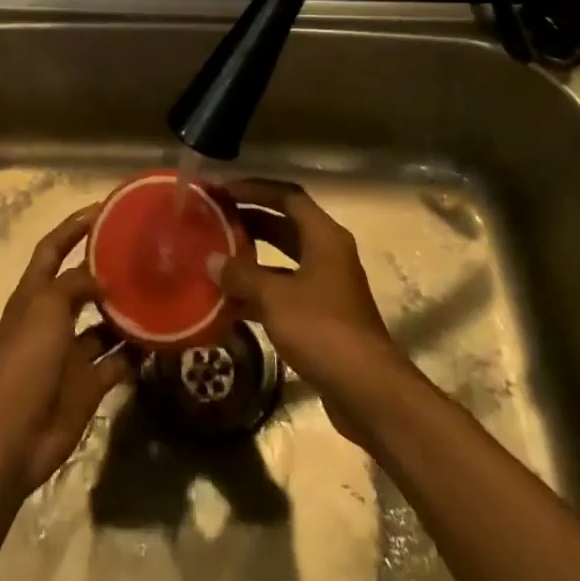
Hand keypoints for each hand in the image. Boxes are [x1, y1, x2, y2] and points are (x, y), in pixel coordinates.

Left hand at [0, 205, 131, 498]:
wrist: (14, 434)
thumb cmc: (26, 359)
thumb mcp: (47, 306)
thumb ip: (75, 283)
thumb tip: (103, 280)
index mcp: (34, 294)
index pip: (52, 248)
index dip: (73, 227)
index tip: (104, 210)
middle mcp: (52, 319)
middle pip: (81, 285)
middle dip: (107, 270)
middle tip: (144, 253)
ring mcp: (70, 354)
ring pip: (104, 325)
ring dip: (127, 312)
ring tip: (159, 293)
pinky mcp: (88, 384)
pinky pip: (118, 362)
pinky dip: (136, 353)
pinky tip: (160, 339)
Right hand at [206, 179, 419, 447]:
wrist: (367, 391)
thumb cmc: (322, 330)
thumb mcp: (275, 298)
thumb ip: (241, 275)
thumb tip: (211, 260)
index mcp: (324, 237)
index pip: (288, 197)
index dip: (255, 189)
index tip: (224, 189)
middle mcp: (328, 254)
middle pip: (286, 225)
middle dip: (250, 220)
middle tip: (214, 218)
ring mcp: (327, 287)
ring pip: (284, 261)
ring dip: (253, 258)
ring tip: (216, 256)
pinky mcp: (322, 317)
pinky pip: (285, 291)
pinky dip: (260, 291)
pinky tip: (230, 301)